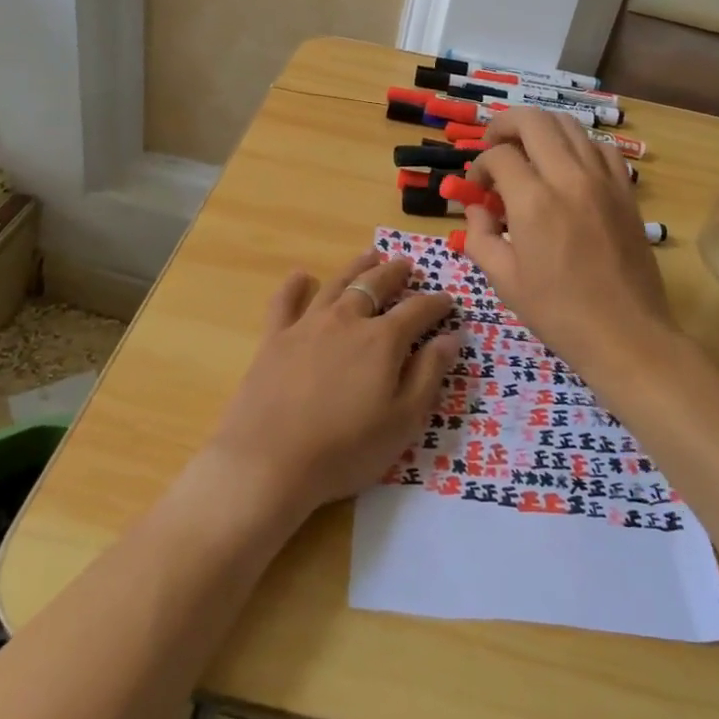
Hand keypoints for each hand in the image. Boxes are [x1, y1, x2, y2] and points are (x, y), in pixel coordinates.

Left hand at [203, 250, 458, 523]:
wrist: (269, 462)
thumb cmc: (346, 449)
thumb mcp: (403, 421)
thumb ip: (428, 375)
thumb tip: (449, 338)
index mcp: (382, 340)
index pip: (418, 311)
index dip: (436, 304)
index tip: (448, 300)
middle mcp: (346, 321)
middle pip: (375, 286)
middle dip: (395, 273)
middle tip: (406, 265)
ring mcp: (307, 326)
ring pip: (336, 284)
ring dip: (356, 268)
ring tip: (370, 255)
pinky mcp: (274, 339)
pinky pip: (284, 303)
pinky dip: (294, 286)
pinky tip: (300, 276)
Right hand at [463, 108, 678, 377]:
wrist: (625, 334)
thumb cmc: (558, 313)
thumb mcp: (504, 279)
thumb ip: (480, 235)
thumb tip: (477, 208)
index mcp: (533, 202)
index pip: (498, 155)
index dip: (479, 165)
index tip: (476, 188)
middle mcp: (569, 178)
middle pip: (533, 121)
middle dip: (504, 125)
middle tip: (492, 143)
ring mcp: (603, 180)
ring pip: (569, 125)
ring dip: (541, 129)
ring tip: (527, 149)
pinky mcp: (626, 190)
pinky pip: (600, 147)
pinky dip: (578, 145)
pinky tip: (568, 166)